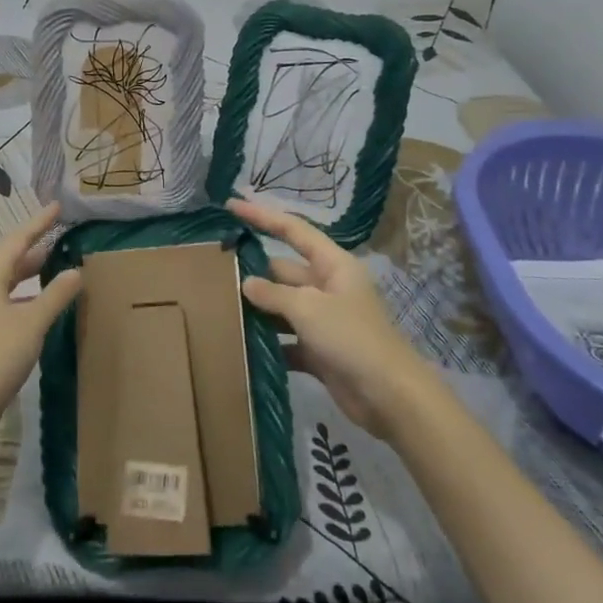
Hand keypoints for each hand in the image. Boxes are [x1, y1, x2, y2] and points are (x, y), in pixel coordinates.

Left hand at [0, 202, 82, 431]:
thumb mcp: (32, 322)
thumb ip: (55, 295)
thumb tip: (76, 270)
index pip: (17, 241)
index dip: (38, 223)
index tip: (57, 207)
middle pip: (10, 259)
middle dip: (34, 245)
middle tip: (59, 233)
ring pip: (8, 281)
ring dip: (30, 271)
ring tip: (54, 262)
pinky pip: (9, 300)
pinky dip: (27, 294)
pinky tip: (43, 303)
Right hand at [229, 197, 433, 439]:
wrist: (389, 396)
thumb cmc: (352, 338)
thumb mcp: (308, 308)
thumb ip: (273, 294)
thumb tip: (246, 283)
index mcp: (333, 264)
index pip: (292, 230)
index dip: (261, 216)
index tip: (230, 206)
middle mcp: (328, 287)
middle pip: (282, 270)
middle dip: (252, 271)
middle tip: (213, 271)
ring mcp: (323, 320)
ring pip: (281, 306)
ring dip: (256, 309)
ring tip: (217, 306)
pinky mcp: (319, 350)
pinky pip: (285, 340)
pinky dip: (267, 343)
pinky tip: (239, 345)